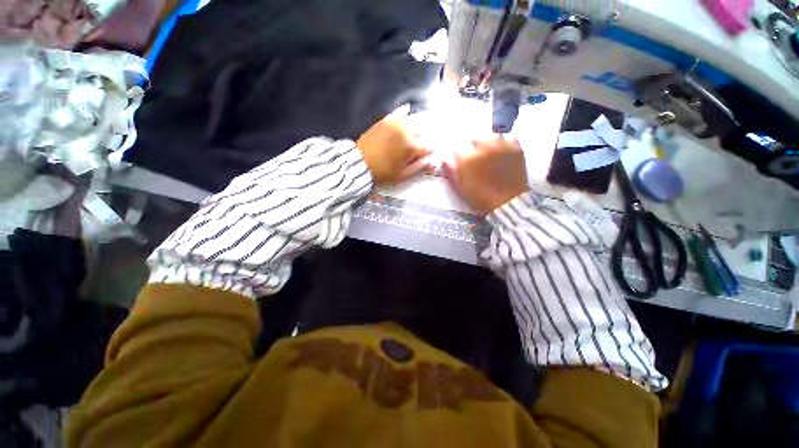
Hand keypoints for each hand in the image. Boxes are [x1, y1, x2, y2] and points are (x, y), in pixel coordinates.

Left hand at [357, 105, 431, 185]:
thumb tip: (431, 160)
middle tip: (419, 147)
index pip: (428, 146)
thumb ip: (418, 167)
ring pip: (412, 122)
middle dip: (423, 140)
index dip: (430, 151)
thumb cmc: (382, 173)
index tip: (429, 154)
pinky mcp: (385, 120)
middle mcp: (406, 131)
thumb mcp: (402, 175)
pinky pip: (398, 113)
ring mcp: (395, 124)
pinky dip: (404, 112)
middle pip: (421, 133)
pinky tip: (408, 110)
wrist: (359, 163)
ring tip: (415, 133)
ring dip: (416, 128)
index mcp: (411, 147)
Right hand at [443, 138, 528, 214]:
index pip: (458, 147)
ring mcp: (500, 146)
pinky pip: (506, 138)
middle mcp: (483, 148)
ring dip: (486, 144)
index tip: (461, 161)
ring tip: (488, 155)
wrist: (507, 203)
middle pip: (473, 139)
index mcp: (467, 159)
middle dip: (471, 147)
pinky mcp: (515, 148)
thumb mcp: (460, 189)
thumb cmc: (480, 198)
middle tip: (475, 159)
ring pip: (489, 137)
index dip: (459, 154)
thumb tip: (444, 159)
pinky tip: (501, 152)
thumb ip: (451, 172)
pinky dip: (502, 144)